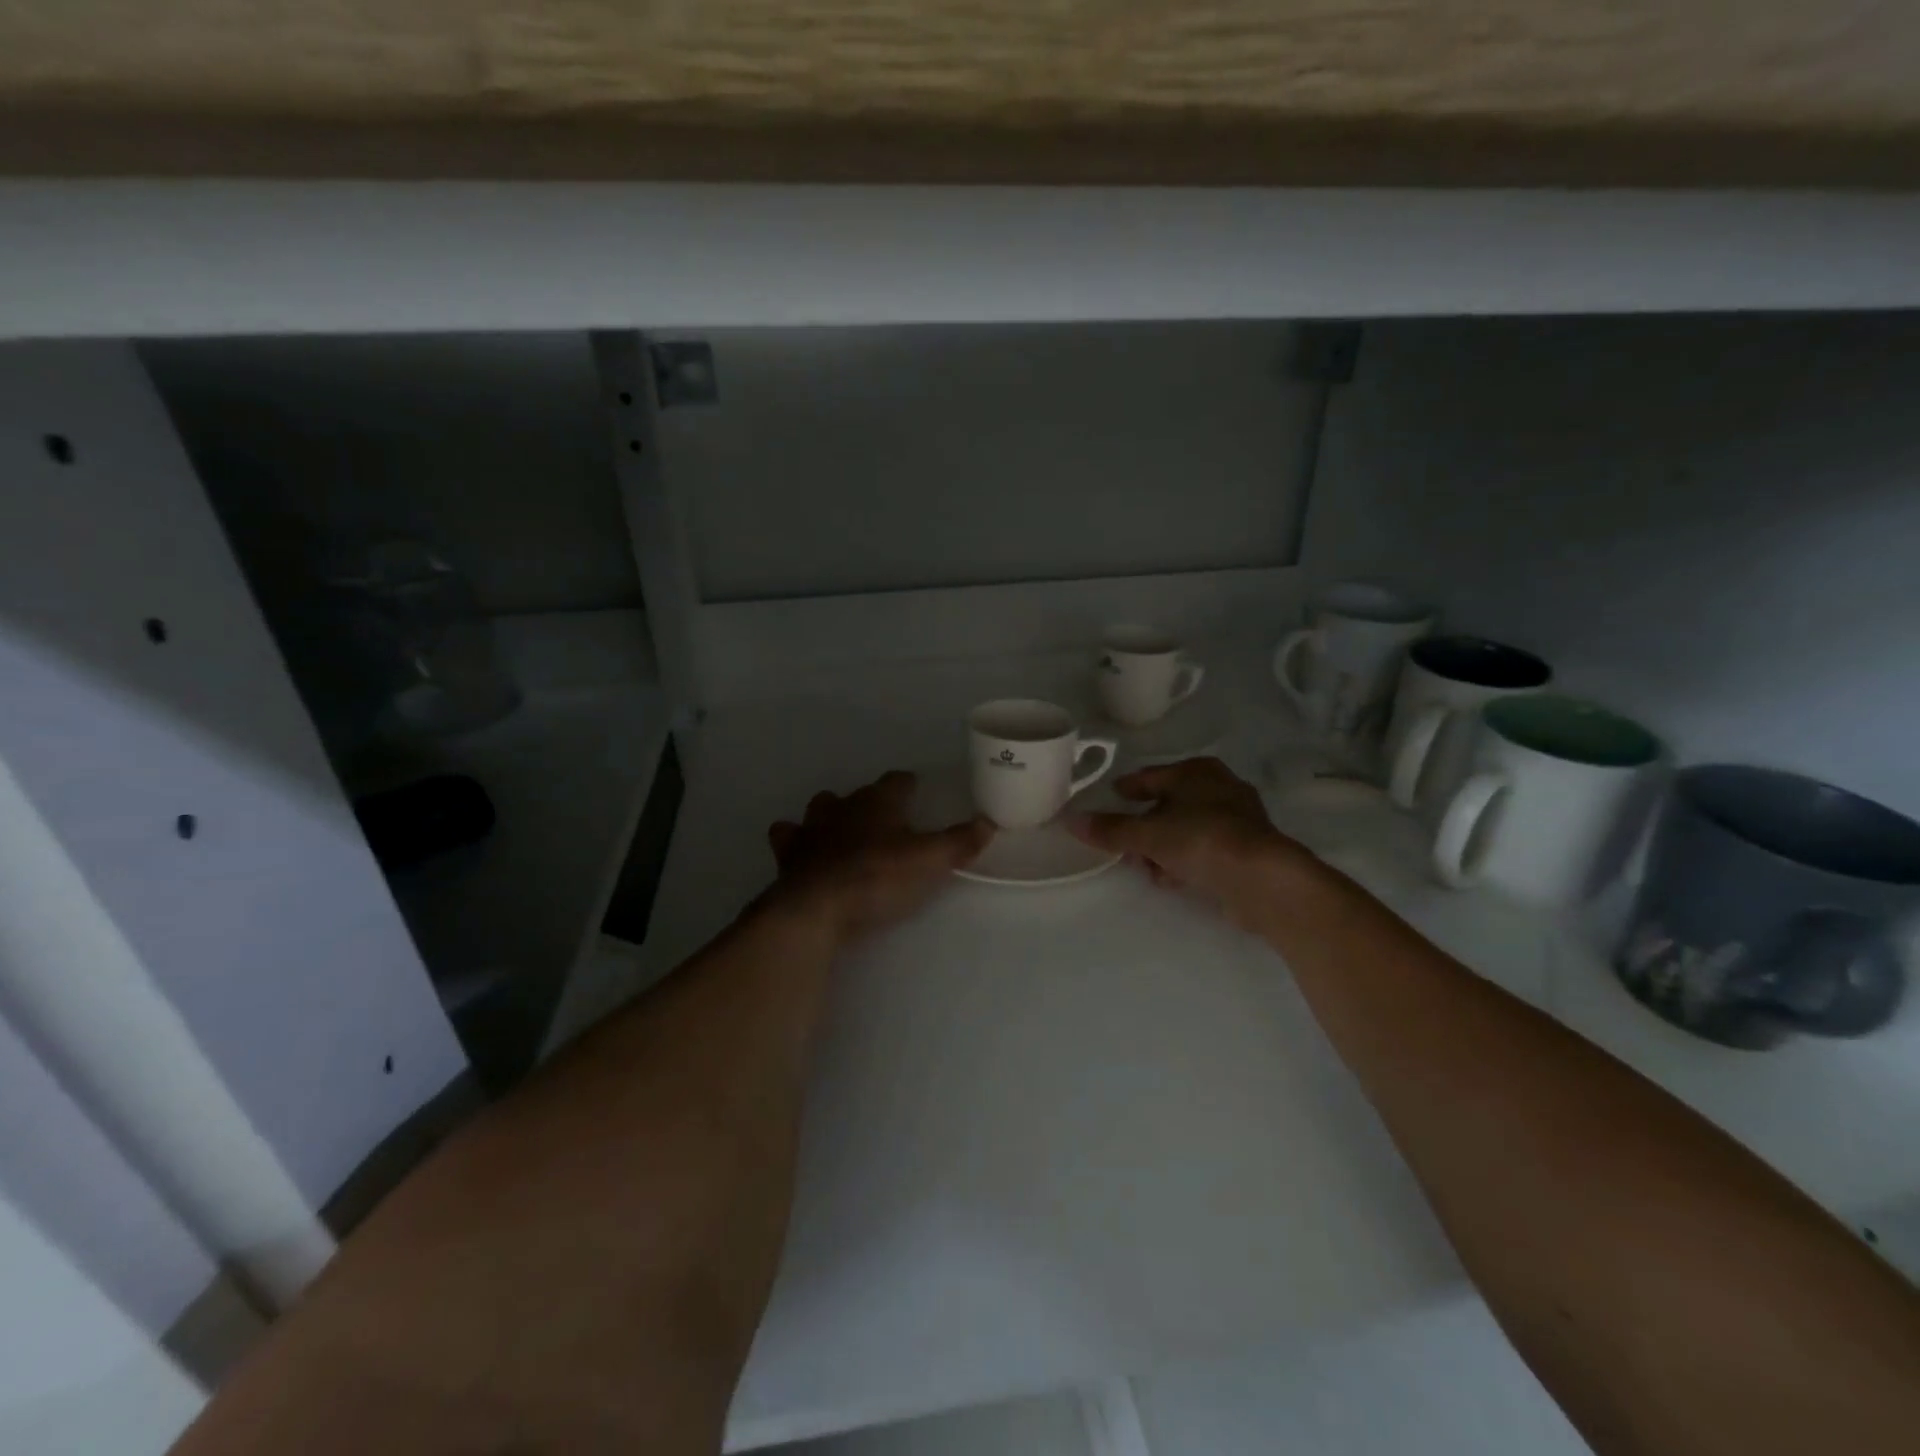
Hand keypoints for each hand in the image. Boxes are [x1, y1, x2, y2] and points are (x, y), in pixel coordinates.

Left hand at [768, 771, 991, 943]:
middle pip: (856, 794)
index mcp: (877, 802)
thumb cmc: (877, 877)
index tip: (915, 789)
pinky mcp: (788, 856)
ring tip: (840, 833)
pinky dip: (796, 843)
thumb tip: (988, 823)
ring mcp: (810, 830)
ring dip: (829, 816)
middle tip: (883, 820)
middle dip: (868, 802)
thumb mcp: (929, 862)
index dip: (907, 784)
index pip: (896, 781)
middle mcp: (842, 807)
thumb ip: (959, 842)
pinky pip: (787, 839)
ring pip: (818, 809)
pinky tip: (804, 855)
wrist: (816, 908)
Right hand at [1068, 757, 1320, 929]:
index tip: (1112, 796)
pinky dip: (1184, 861)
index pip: (1151, 776)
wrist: (1262, 878)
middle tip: (1124, 844)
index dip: (1129, 788)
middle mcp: (1219, 787)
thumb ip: (1110, 829)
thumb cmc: (1201, 839)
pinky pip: (1203, 851)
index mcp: (1196, 771)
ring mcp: (1237, 819)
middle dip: (1144, 826)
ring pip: (1186, 829)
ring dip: (1163, 848)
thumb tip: (1071, 821)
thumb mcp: (1147, 834)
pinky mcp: (1246, 850)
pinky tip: (1171, 879)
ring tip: (1146, 868)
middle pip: (1169, 804)